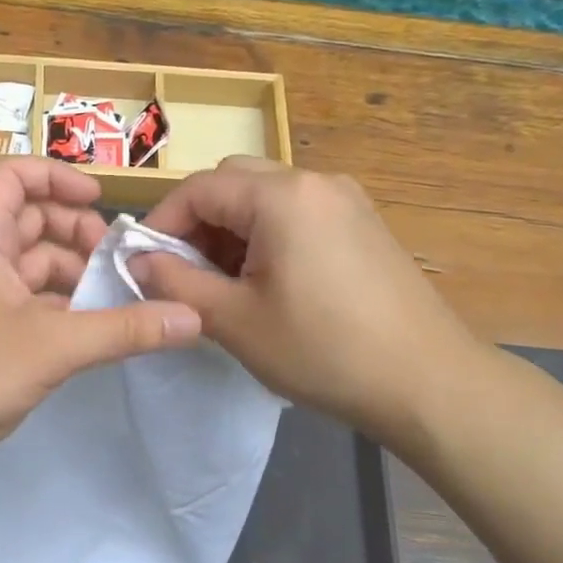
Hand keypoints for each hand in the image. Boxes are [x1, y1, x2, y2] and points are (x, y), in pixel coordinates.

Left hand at [0, 157, 200, 466]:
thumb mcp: (54, 347)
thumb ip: (124, 330)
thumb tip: (192, 317)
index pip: (13, 176)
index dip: (57, 177)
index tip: (100, 203)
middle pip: (28, 219)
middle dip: (75, 232)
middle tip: (116, 260)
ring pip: (30, 264)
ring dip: (71, 272)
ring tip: (112, 297)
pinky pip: (26, 300)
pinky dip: (58, 305)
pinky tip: (88, 329)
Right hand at [132, 157, 483, 437]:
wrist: (426, 381)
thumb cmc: (322, 350)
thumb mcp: (235, 321)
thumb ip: (175, 283)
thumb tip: (136, 260)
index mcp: (281, 196)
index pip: (199, 187)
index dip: (161, 223)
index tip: (144, 265)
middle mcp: (316, 182)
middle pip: (234, 182)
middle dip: (198, 224)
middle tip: (185, 275)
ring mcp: (347, 201)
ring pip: (266, 198)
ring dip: (232, 232)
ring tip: (225, 286)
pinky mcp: (364, 225)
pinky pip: (299, 215)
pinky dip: (268, 237)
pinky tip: (269, 285)